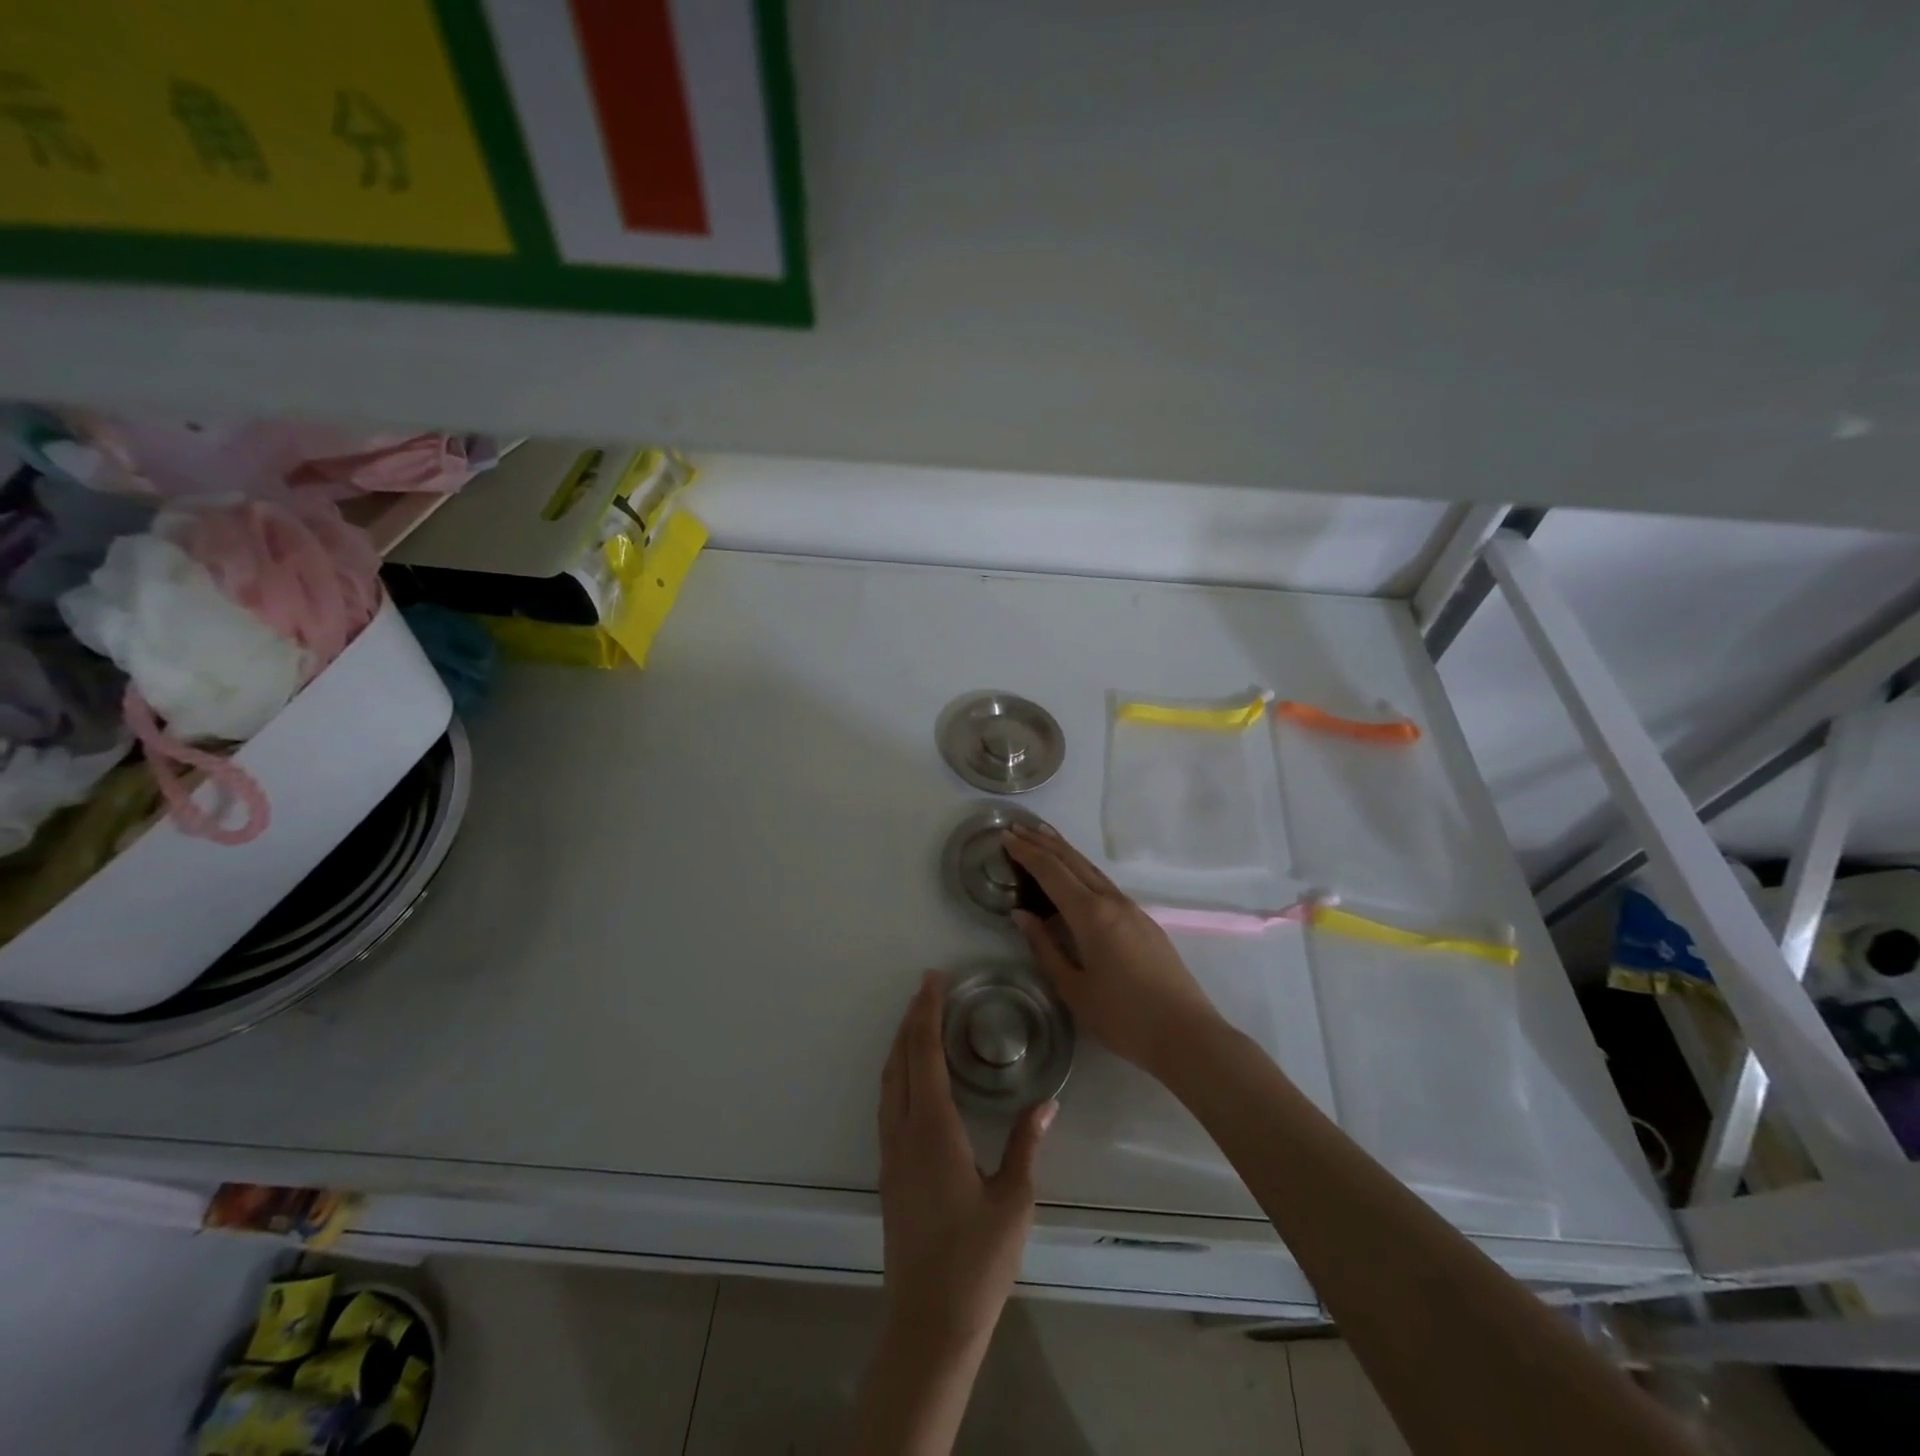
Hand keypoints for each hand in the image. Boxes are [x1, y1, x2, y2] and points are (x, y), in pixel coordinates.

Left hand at [878, 971, 1054, 1356]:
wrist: (929, 1322)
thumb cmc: (977, 1261)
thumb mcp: (1014, 1201)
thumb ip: (1026, 1145)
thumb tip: (1047, 1103)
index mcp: (932, 1130)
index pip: (923, 1054)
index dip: (926, 1012)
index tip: (934, 979)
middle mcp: (904, 1132)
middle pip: (900, 1060)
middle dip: (911, 1019)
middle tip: (928, 987)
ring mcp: (891, 1152)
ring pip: (888, 1081)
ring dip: (901, 1043)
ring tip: (919, 1019)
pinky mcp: (890, 1171)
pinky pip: (888, 1102)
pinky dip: (898, 1071)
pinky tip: (913, 1076)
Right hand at [1005, 823, 1223, 1078]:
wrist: (1187, 1034)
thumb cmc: (1123, 1017)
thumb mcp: (1074, 989)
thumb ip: (1045, 948)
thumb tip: (1022, 915)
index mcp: (1091, 915)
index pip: (1052, 872)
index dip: (1027, 853)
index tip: (1005, 836)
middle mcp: (1112, 901)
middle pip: (1073, 861)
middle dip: (1043, 842)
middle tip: (1018, 827)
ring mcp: (1132, 909)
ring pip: (1092, 870)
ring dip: (1065, 851)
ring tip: (1043, 836)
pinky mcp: (1144, 921)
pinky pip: (1105, 884)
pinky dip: (1082, 870)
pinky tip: (1075, 876)